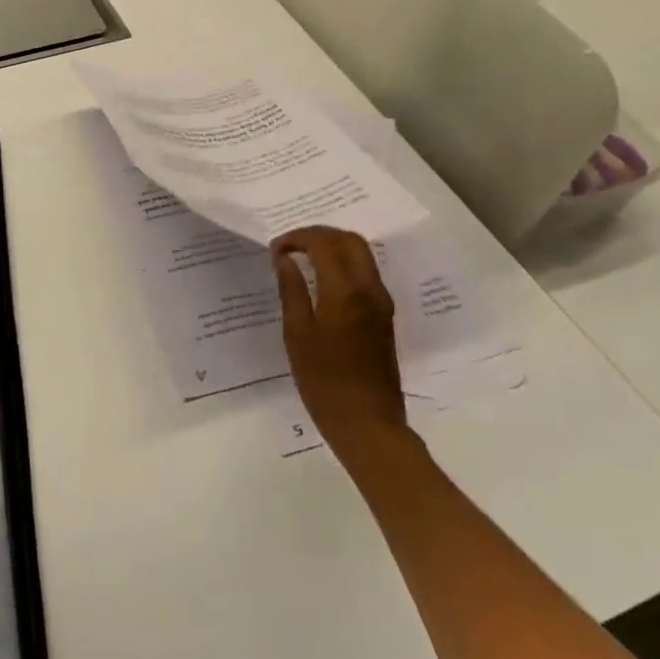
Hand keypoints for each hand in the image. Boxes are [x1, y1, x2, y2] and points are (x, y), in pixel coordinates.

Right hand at [272, 226, 406, 450]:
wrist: (368, 423)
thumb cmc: (323, 380)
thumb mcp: (297, 333)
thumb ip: (292, 290)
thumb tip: (285, 260)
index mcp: (346, 291)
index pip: (324, 244)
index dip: (297, 239)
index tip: (275, 250)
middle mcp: (369, 289)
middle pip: (350, 241)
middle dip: (319, 235)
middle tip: (291, 246)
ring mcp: (381, 303)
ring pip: (362, 255)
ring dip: (333, 248)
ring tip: (303, 260)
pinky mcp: (384, 316)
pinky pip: (365, 274)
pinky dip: (343, 264)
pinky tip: (322, 280)